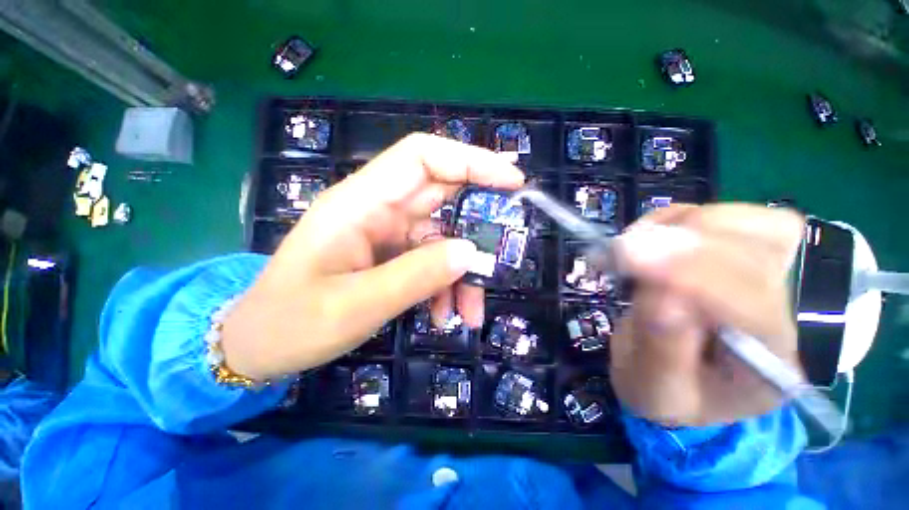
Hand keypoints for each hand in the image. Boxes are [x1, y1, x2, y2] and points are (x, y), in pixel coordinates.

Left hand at [221, 134, 523, 379]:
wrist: (261, 345)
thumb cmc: (293, 323)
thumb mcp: (357, 305)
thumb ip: (416, 276)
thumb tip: (471, 253)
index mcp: (360, 204)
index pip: (422, 157)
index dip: (470, 160)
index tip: (511, 181)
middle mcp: (377, 211)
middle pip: (442, 197)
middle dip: (479, 223)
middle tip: (505, 252)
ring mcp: (387, 235)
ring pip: (443, 238)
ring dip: (462, 273)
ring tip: (470, 313)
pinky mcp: (392, 257)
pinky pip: (431, 262)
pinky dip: (445, 287)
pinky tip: (445, 315)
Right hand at [610, 204, 804, 425]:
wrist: (691, 381)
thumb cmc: (670, 394)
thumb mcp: (654, 390)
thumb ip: (660, 349)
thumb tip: (661, 297)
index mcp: (769, 366)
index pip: (752, 306)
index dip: (691, 273)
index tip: (627, 257)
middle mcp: (789, 316)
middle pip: (758, 253)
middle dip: (681, 245)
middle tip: (621, 251)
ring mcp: (778, 279)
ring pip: (755, 224)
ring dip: (684, 227)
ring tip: (637, 249)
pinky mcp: (752, 254)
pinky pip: (730, 215)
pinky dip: (682, 218)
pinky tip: (651, 238)